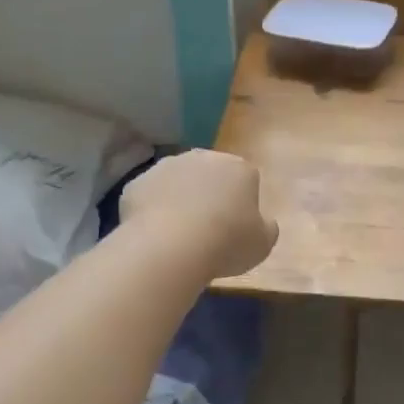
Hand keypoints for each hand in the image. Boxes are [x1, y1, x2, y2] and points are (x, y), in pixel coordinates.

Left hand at [122, 150, 278, 278]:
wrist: (171, 246)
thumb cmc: (227, 242)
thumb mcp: (263, 243)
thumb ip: (266, 227)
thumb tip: (262, 221)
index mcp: (239, 168)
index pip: (246, 179)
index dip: (242, 203)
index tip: (237, 227)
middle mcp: (202, 157)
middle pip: (209, 174)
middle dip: (209, 194)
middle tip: (208, 228)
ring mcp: (166, 166)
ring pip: (177, 181)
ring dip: (179, 198)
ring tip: (178, 233)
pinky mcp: (137, 182)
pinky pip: (150, 195)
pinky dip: (152, 209)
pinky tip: (155, 233)